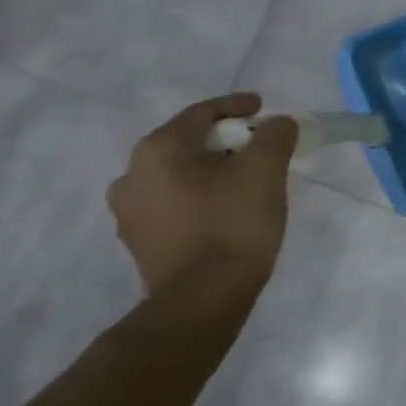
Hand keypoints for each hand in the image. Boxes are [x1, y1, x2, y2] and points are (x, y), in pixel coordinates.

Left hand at [107, 93, 297, 294]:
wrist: (203, 299)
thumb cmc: (233, 222)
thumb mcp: (266, 168)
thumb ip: (275, 134)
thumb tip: (277, 124)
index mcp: (158, 149)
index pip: (202, 113)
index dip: (237, 106)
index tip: (263, 108)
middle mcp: (131, 175)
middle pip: (186, 143)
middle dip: (223, 141)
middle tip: (257, 146)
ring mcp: (129, 213)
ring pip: (177, 175)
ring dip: (209, 170)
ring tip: (242, 179)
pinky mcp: (138, 243)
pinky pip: (172, 204)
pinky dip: (198, 196)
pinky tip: (224, 208)